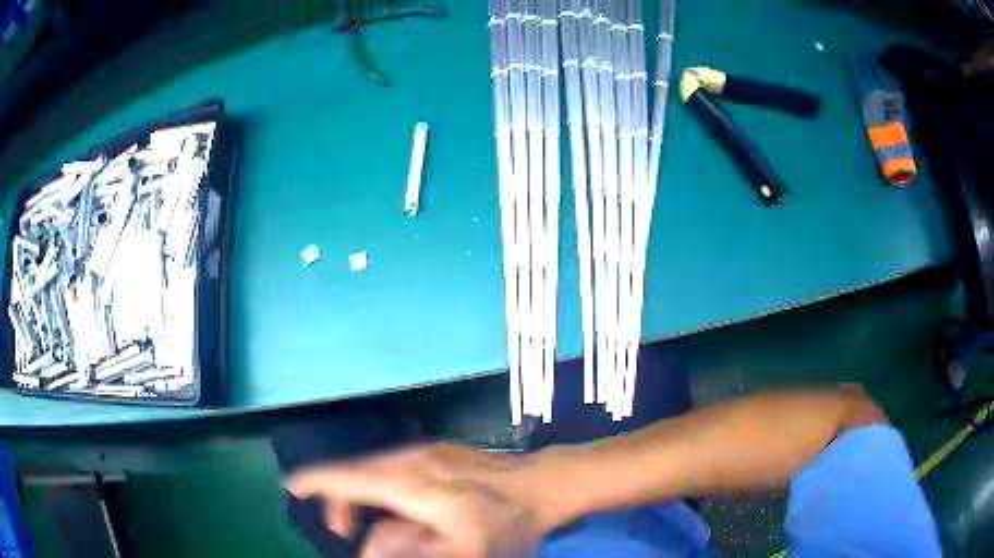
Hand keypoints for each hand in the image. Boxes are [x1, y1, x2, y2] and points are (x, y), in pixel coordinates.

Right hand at [285, 443, 548, 557]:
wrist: (545, 485)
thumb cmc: (504, 524)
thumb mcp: (458, 551)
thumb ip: (405, 550)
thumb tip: (364, 547)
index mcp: (407, 482)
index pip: (346, 477)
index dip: (315, 482)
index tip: (292, 486)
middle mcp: (409, 458)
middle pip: (356, 474)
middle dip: (341, 501)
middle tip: (345, 532)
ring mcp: (426, 451)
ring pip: (375, 469)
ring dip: (363, 495)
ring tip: (372, 523)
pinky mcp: (439, 450)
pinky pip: (394, 466)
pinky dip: (382, 486)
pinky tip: (399, 506)